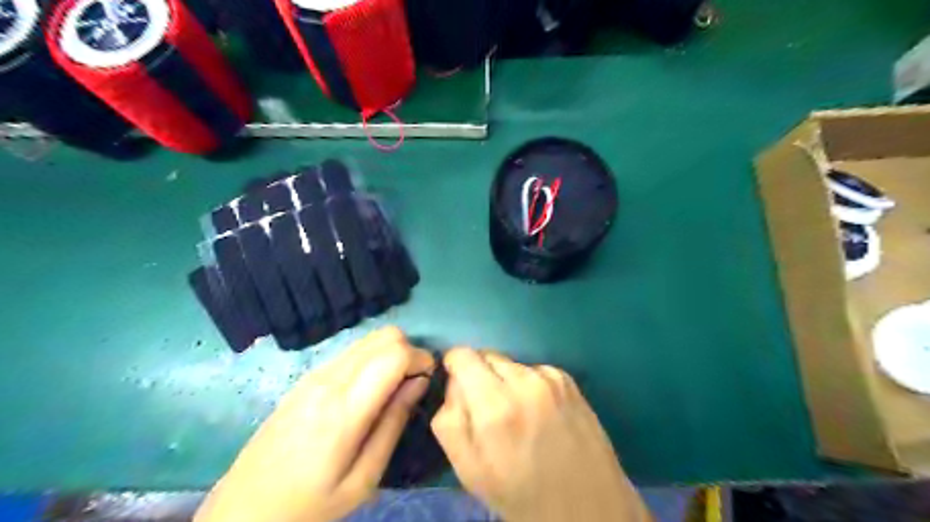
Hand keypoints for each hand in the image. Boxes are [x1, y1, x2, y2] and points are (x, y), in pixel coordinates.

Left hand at [197, 326, 435, 521]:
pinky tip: (368, 390)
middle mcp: (329, 379)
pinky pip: (351, 351)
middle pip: (384, 335)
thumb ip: (394, 423)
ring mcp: (315, 374)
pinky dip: (371, 358)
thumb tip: (419, 382)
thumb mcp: (363, 478)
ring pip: (368, 339)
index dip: (421, 358)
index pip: (394, 353)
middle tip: (413, 382)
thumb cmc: (310, 504)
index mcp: (345, 408)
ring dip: (390, 353)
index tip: (428, 379)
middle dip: (409, 351)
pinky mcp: (307, 377)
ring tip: (393, 387)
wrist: (245, 509)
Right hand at [433, 346, 648, 520]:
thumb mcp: (468, 468)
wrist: (586, 505)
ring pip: (511, 363)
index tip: (459, 386)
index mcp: (494, 406)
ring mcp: (550, 378)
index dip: (455, 367)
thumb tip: (454, 383)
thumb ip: (449, 418)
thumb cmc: (520, 492)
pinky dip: (529, 384)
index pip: (463, 355)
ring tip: (518, 416)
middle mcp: (524, 382)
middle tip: (489, 410)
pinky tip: (540, 413)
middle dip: (480, 376)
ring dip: (505, 381)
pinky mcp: (568, 380)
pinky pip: (534, 370)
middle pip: (486, 356)